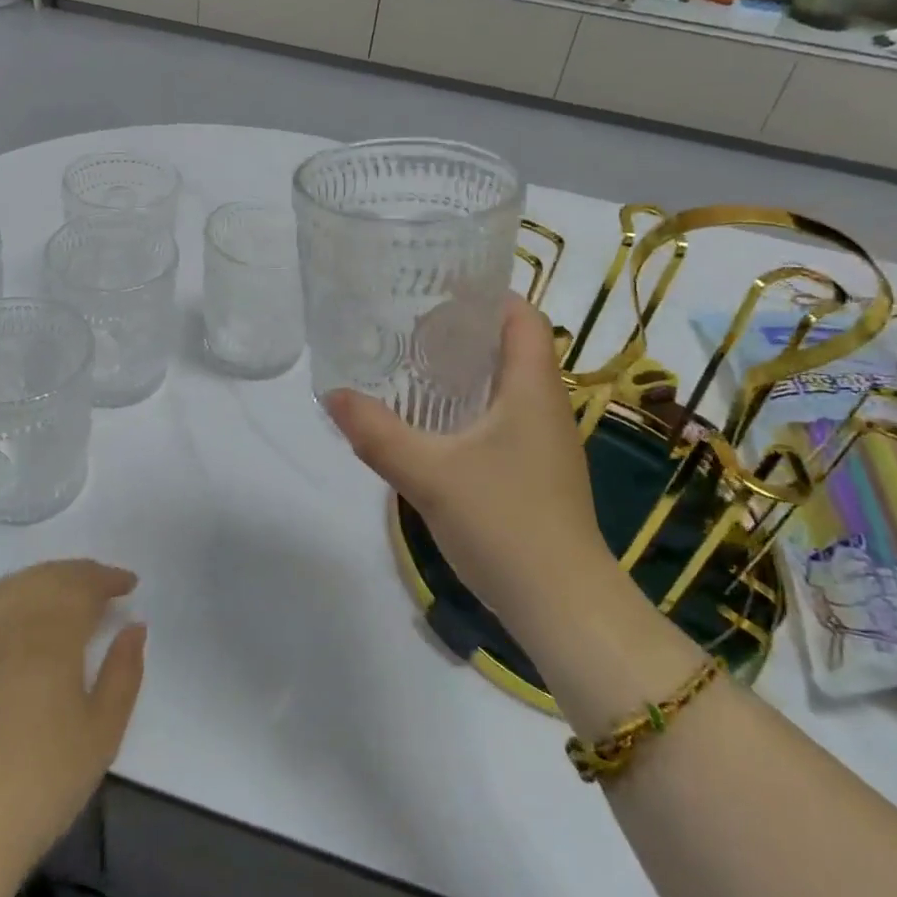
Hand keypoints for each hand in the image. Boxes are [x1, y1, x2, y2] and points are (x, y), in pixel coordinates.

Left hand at [0, 560, 144, 875]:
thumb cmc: (48, 780)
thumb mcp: (104, 731)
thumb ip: (124, 671)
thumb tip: (135, 626)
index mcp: (53, 642)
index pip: (82, 587)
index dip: (108, 579)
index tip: (129, 585)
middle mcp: (14, 629)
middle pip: (49, 579)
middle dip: (81, 573)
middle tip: (105, 586)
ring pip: (15, 585)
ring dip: (47, 576)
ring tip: (68, 588)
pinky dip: (9, 590)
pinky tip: (20, 601)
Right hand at [325, 298, 616, 652]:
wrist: (564, 606)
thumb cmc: (505, 523)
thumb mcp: (429, 475)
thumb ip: (378, 433)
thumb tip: (332, 394)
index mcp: (532, 388)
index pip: (522, 316)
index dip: (486, 295)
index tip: (437, 290)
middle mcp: (546, 405)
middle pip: (511, 346)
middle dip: (464, 332)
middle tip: (409, 328)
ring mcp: (547, 442)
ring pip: (507, 385)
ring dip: (467, 372)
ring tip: (413, 369)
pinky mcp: (538, 472)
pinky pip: (504, 419)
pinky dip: (472, 408)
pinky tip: (435, 428)